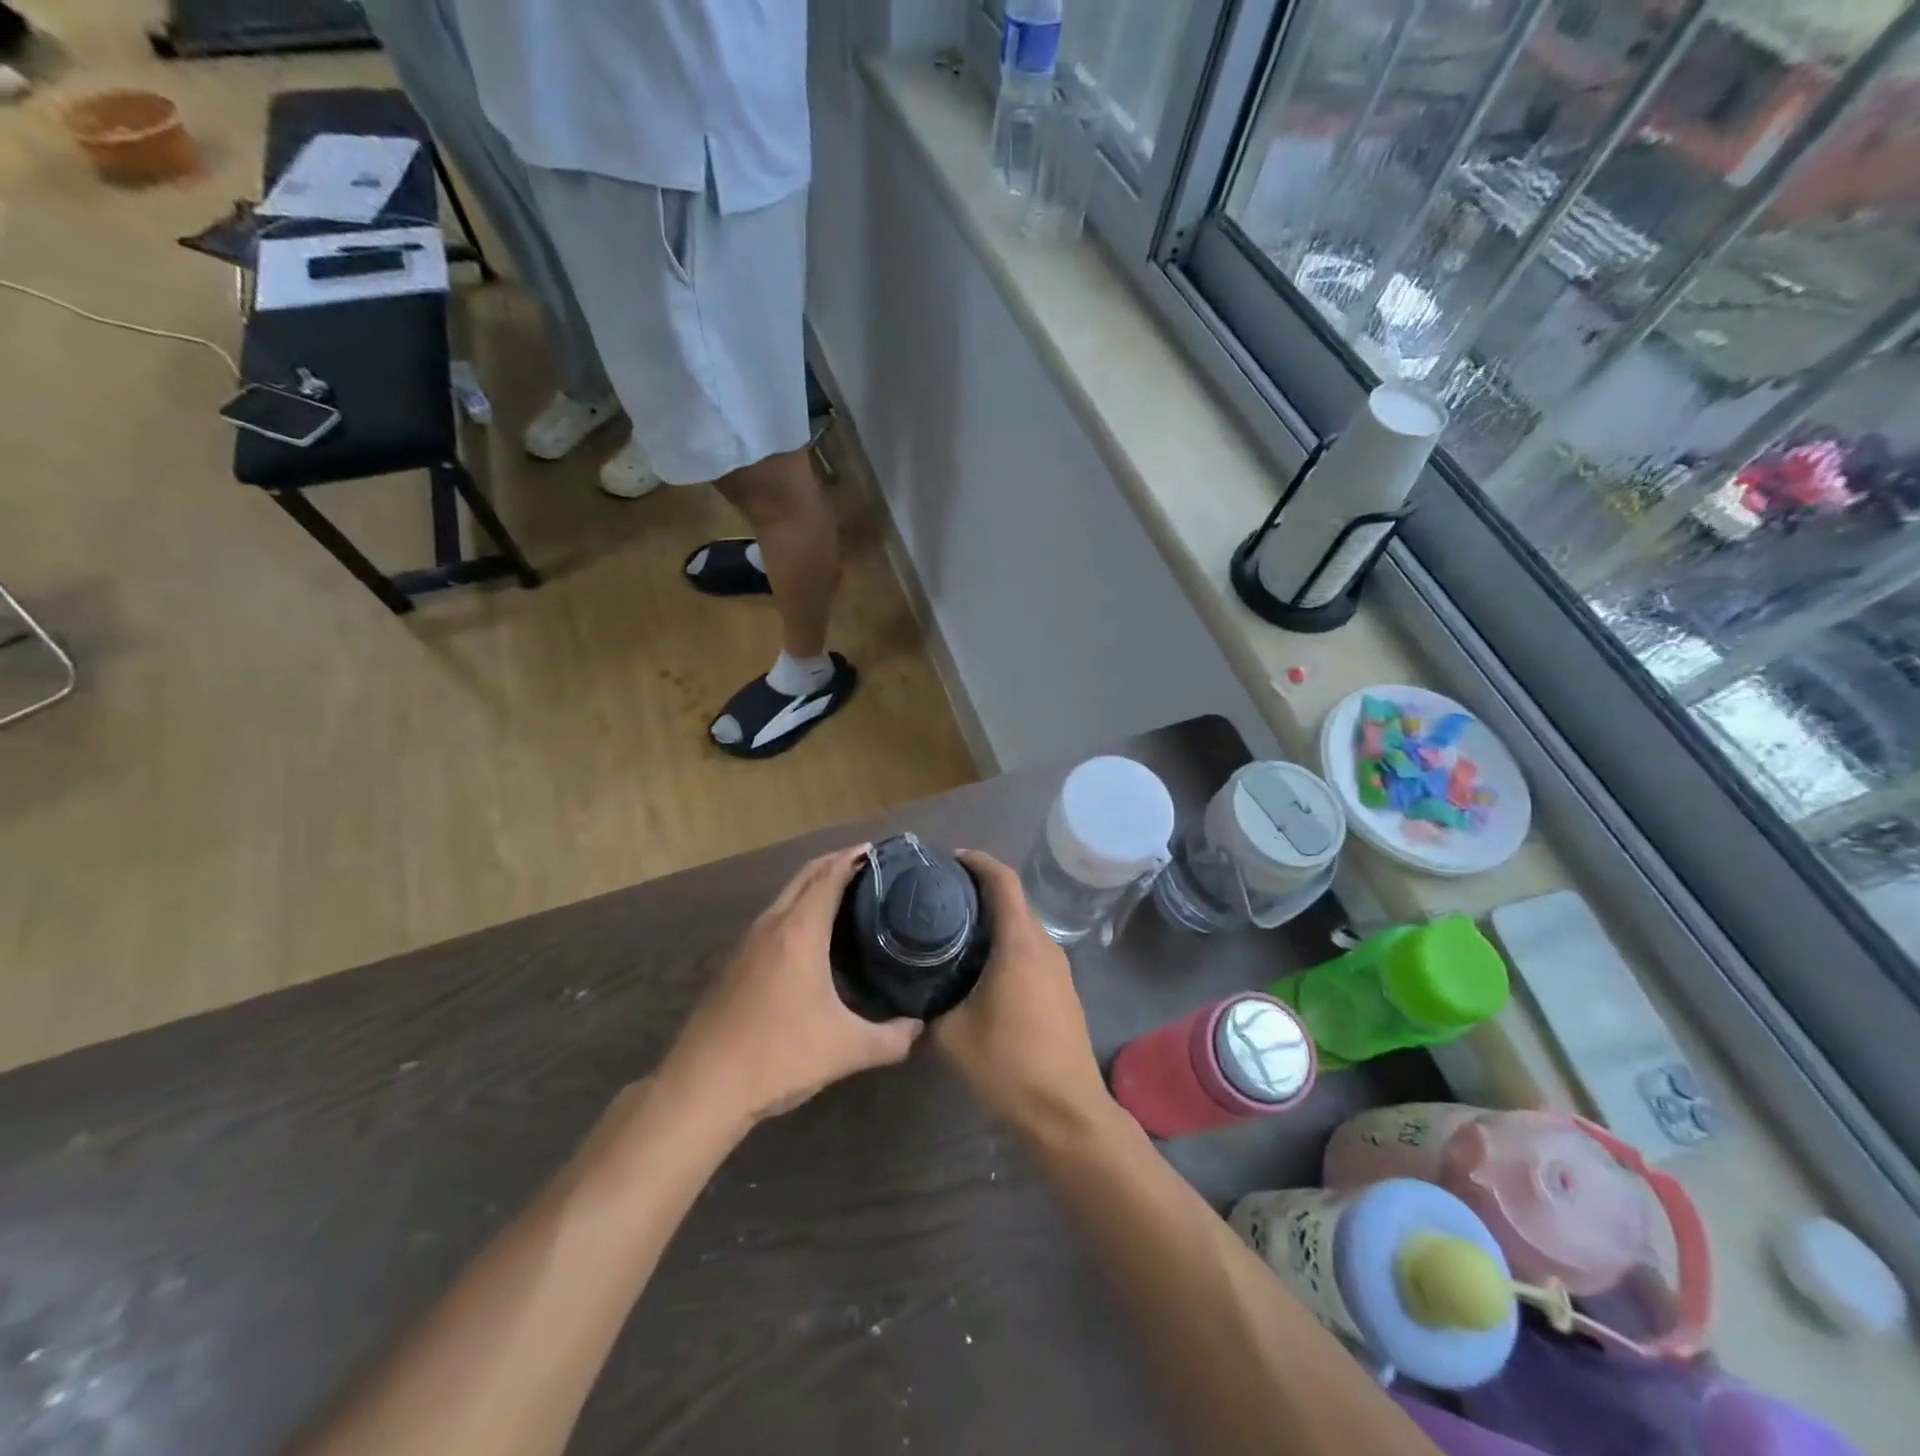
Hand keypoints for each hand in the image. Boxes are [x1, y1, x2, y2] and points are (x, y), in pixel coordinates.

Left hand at [659, 846, 921, 1132]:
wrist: (702, 1088)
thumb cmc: (778, 1056)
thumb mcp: (845, 1050)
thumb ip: (891, 1039)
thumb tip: (919, 1027)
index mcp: (799, 930)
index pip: (829, 876)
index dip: (854, 858)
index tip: (880, 852)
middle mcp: (772, 925)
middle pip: (805, 876)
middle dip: (835, 863)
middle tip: (870, 866)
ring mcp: (747, 943)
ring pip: (786, 896)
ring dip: (814, 885)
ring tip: (848, 894)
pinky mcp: (735, 963)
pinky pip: (774, 918)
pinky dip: (798, 909)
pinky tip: (811, 936)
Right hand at [933, 851, 1112, 1139]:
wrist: (1067, 1114)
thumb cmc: (1009, 1067)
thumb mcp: (952, 1036)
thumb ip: (926, 1008)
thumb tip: (906, 996)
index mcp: (1020, 944)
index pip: (1003, 881)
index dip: (978, 862)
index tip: (950, 858)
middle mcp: (1044, 947)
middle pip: (1014, 900)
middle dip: (981, 890)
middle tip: (941, 895)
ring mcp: (1059, 969)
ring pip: (1024, 927)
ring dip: (995, 920)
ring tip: (955, 928)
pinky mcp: (1062, 991)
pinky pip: (1032, 951)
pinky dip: (1007, 944)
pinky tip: (981, 966)